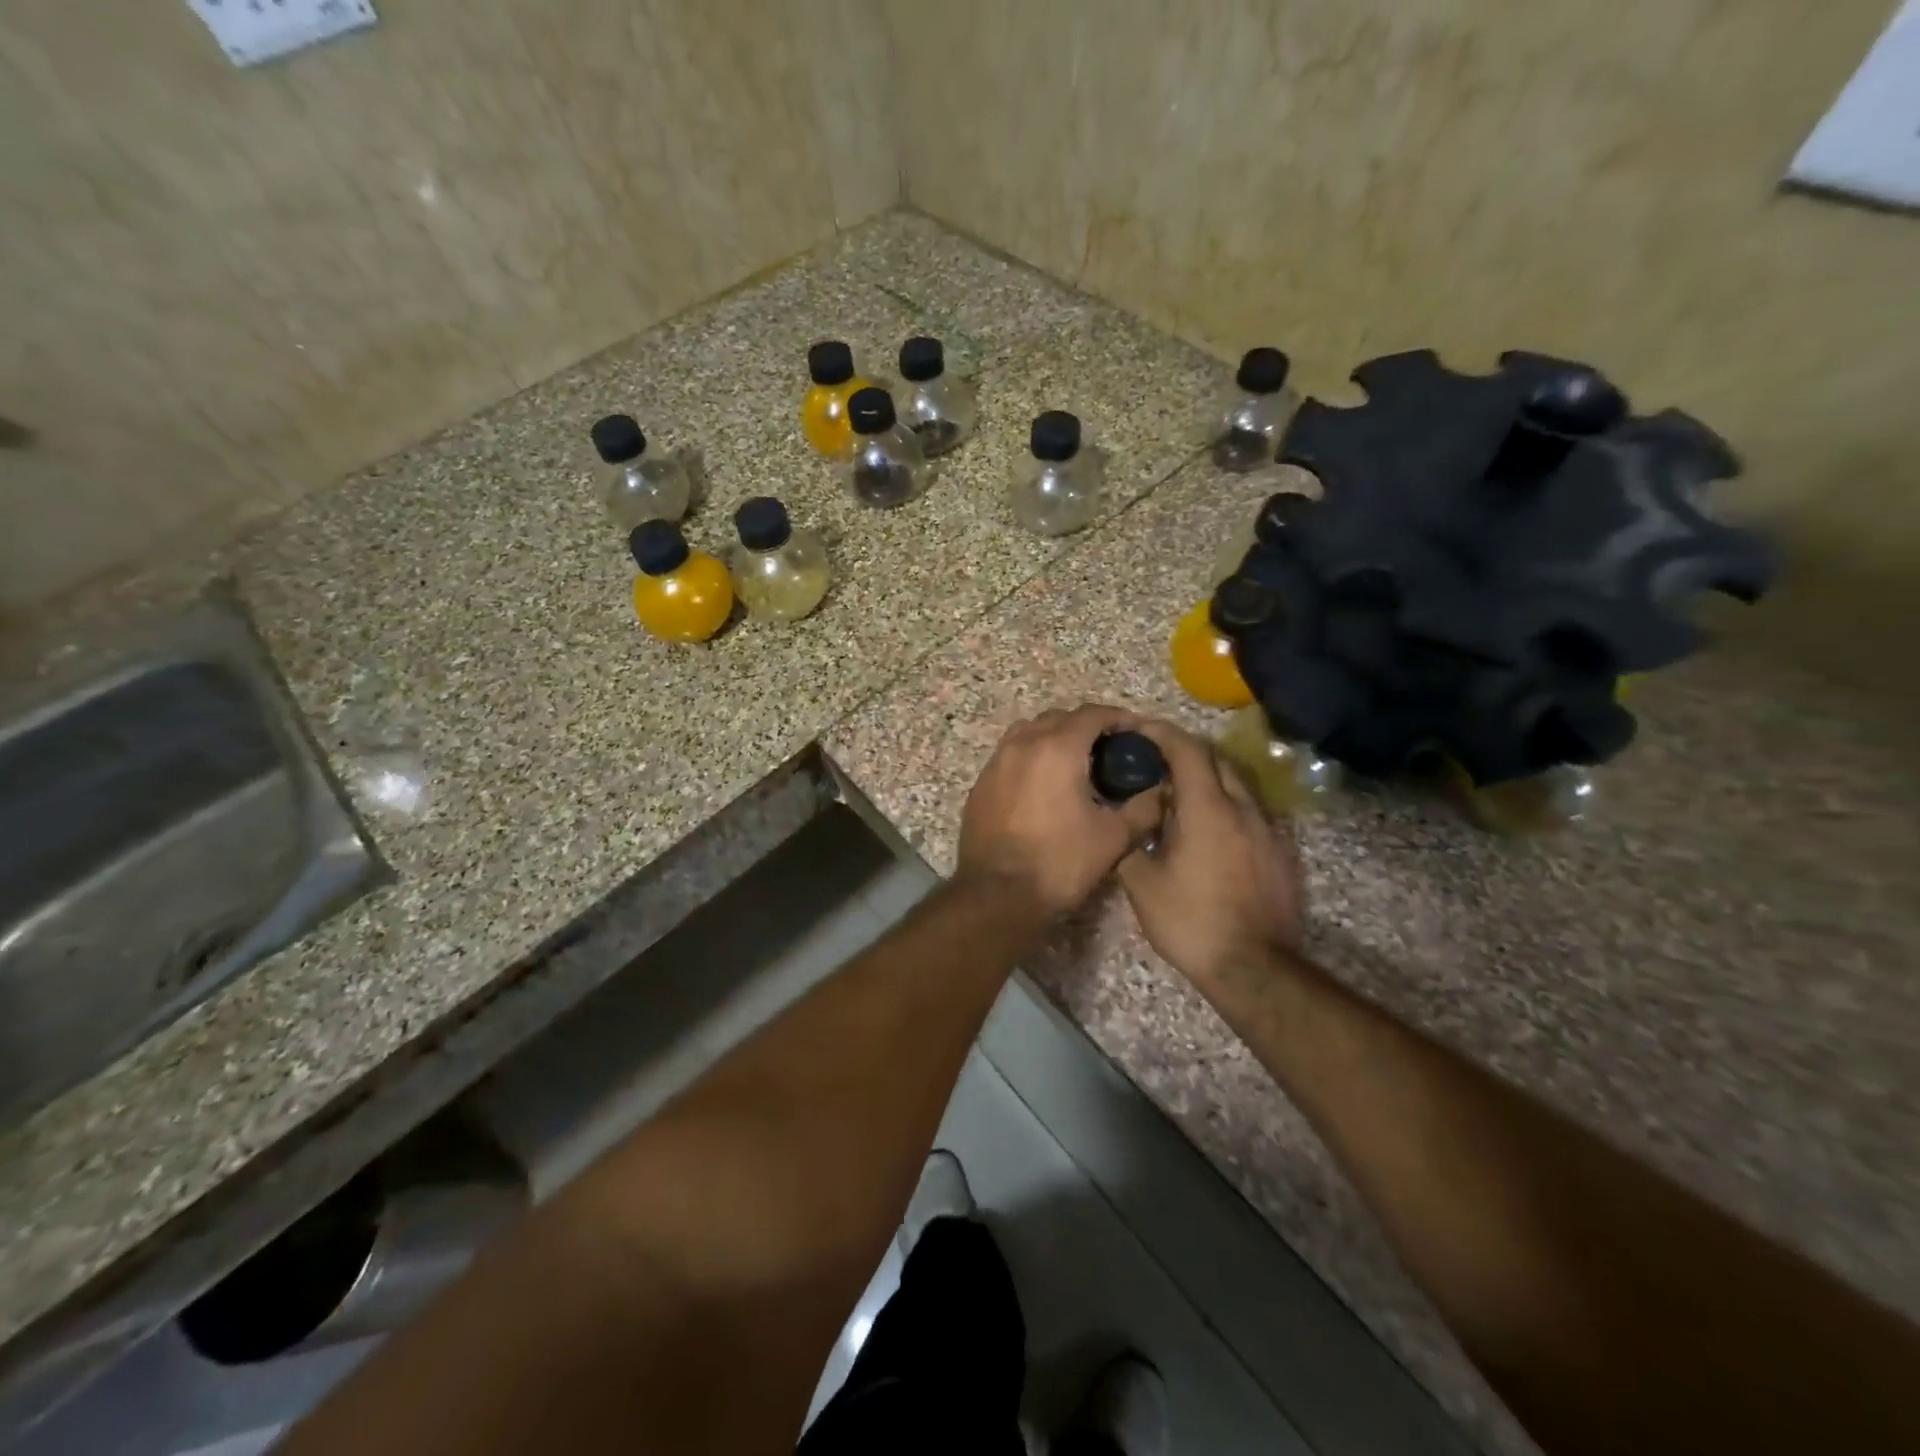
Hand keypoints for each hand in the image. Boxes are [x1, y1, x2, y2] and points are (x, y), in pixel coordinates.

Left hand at [956, 704, 1165, 916]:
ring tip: (1075, 764)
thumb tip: (1160, 791)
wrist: (996, 894)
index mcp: (1058, 747)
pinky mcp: (980, 784)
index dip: (1119, 718)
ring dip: (1055, 738)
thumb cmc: (1059, 862)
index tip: (1137, 731)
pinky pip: (1010, 756)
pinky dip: (1031, 759)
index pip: (1093, 714)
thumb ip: (1143, 808)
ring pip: (1029, 733)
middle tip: (1109, 750)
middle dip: (1086, 726)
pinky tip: (1043, 786)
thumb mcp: (1113, 838)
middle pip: (1059, 718)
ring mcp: (996, 762)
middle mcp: (1023, 744)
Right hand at [1118, 722, 1303, 991]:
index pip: (1187, 750)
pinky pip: (1248, 811)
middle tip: (1153, 760)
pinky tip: (1206, 829)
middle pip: (1215, 759)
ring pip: (1236, 784)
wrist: (1255, 967)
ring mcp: (1266, 830)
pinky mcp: (1278, 852)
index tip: (1138, 729)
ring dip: (1206, 777)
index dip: (1162, 732)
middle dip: (1184, 751)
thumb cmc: (1192, 921)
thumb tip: (1121, 822)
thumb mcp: (1143, 885)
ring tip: (1176, 793)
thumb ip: (1128, 843)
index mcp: (1207, 808)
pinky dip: (1224, 804)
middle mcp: (1242, 808)